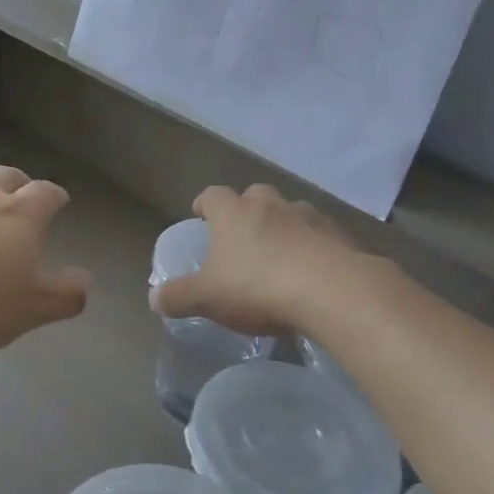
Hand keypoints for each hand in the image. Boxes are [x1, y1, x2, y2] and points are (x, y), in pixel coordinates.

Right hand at [151, 183, 361, 335]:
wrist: (331, 291)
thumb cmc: (257, 287)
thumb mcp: (207, 297)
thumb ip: (179, 296)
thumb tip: (153, 298)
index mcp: (233, 213)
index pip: (212, 195)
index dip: (205, 204)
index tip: (201, 215)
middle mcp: (270, 205)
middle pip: (254, 195)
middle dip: (247, 210)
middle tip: (242, 235)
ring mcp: (308, 216)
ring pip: (291, 212)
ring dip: (284, 226)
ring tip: (281, 255)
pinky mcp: (339, 235)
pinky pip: (321, 235)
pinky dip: (314, 246)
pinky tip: (313, 272)